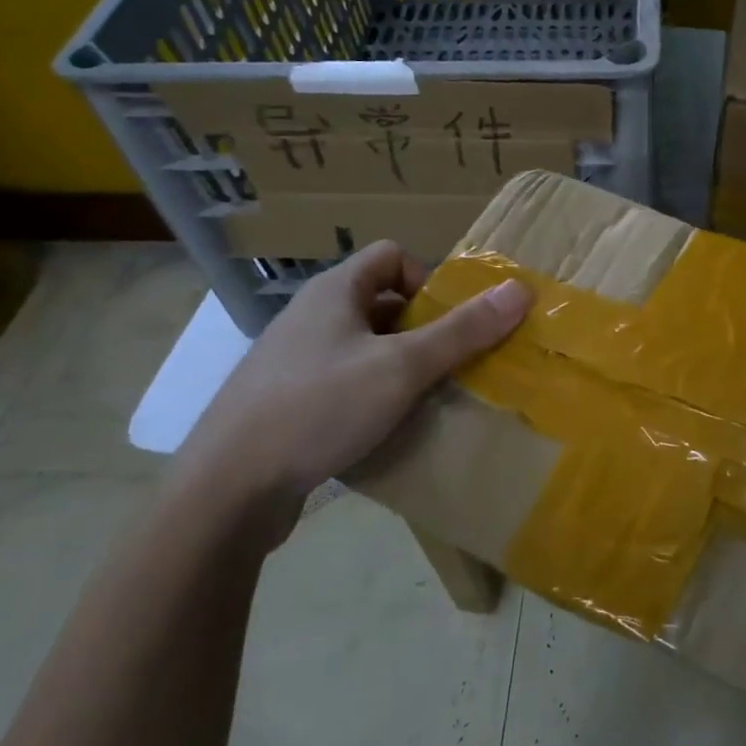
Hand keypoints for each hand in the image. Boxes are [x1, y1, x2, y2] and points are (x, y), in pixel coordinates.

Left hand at [173, 241, 529, 543]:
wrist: (225, 490)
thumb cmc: (319, 408)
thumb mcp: (402, 367)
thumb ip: (463, 330)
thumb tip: (520, 290)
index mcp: (334, 291)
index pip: (392, 255)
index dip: (427, 280)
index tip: (446, 323)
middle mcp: (309, 316)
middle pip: (380, 302)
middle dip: (420, 329)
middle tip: (446, 364)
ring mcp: (291, 360)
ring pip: (362, 346)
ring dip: (396, 365)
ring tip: (422, 399)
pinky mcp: (281, 402)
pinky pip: (340, 381)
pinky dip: (368, 395)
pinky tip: (380, 429)